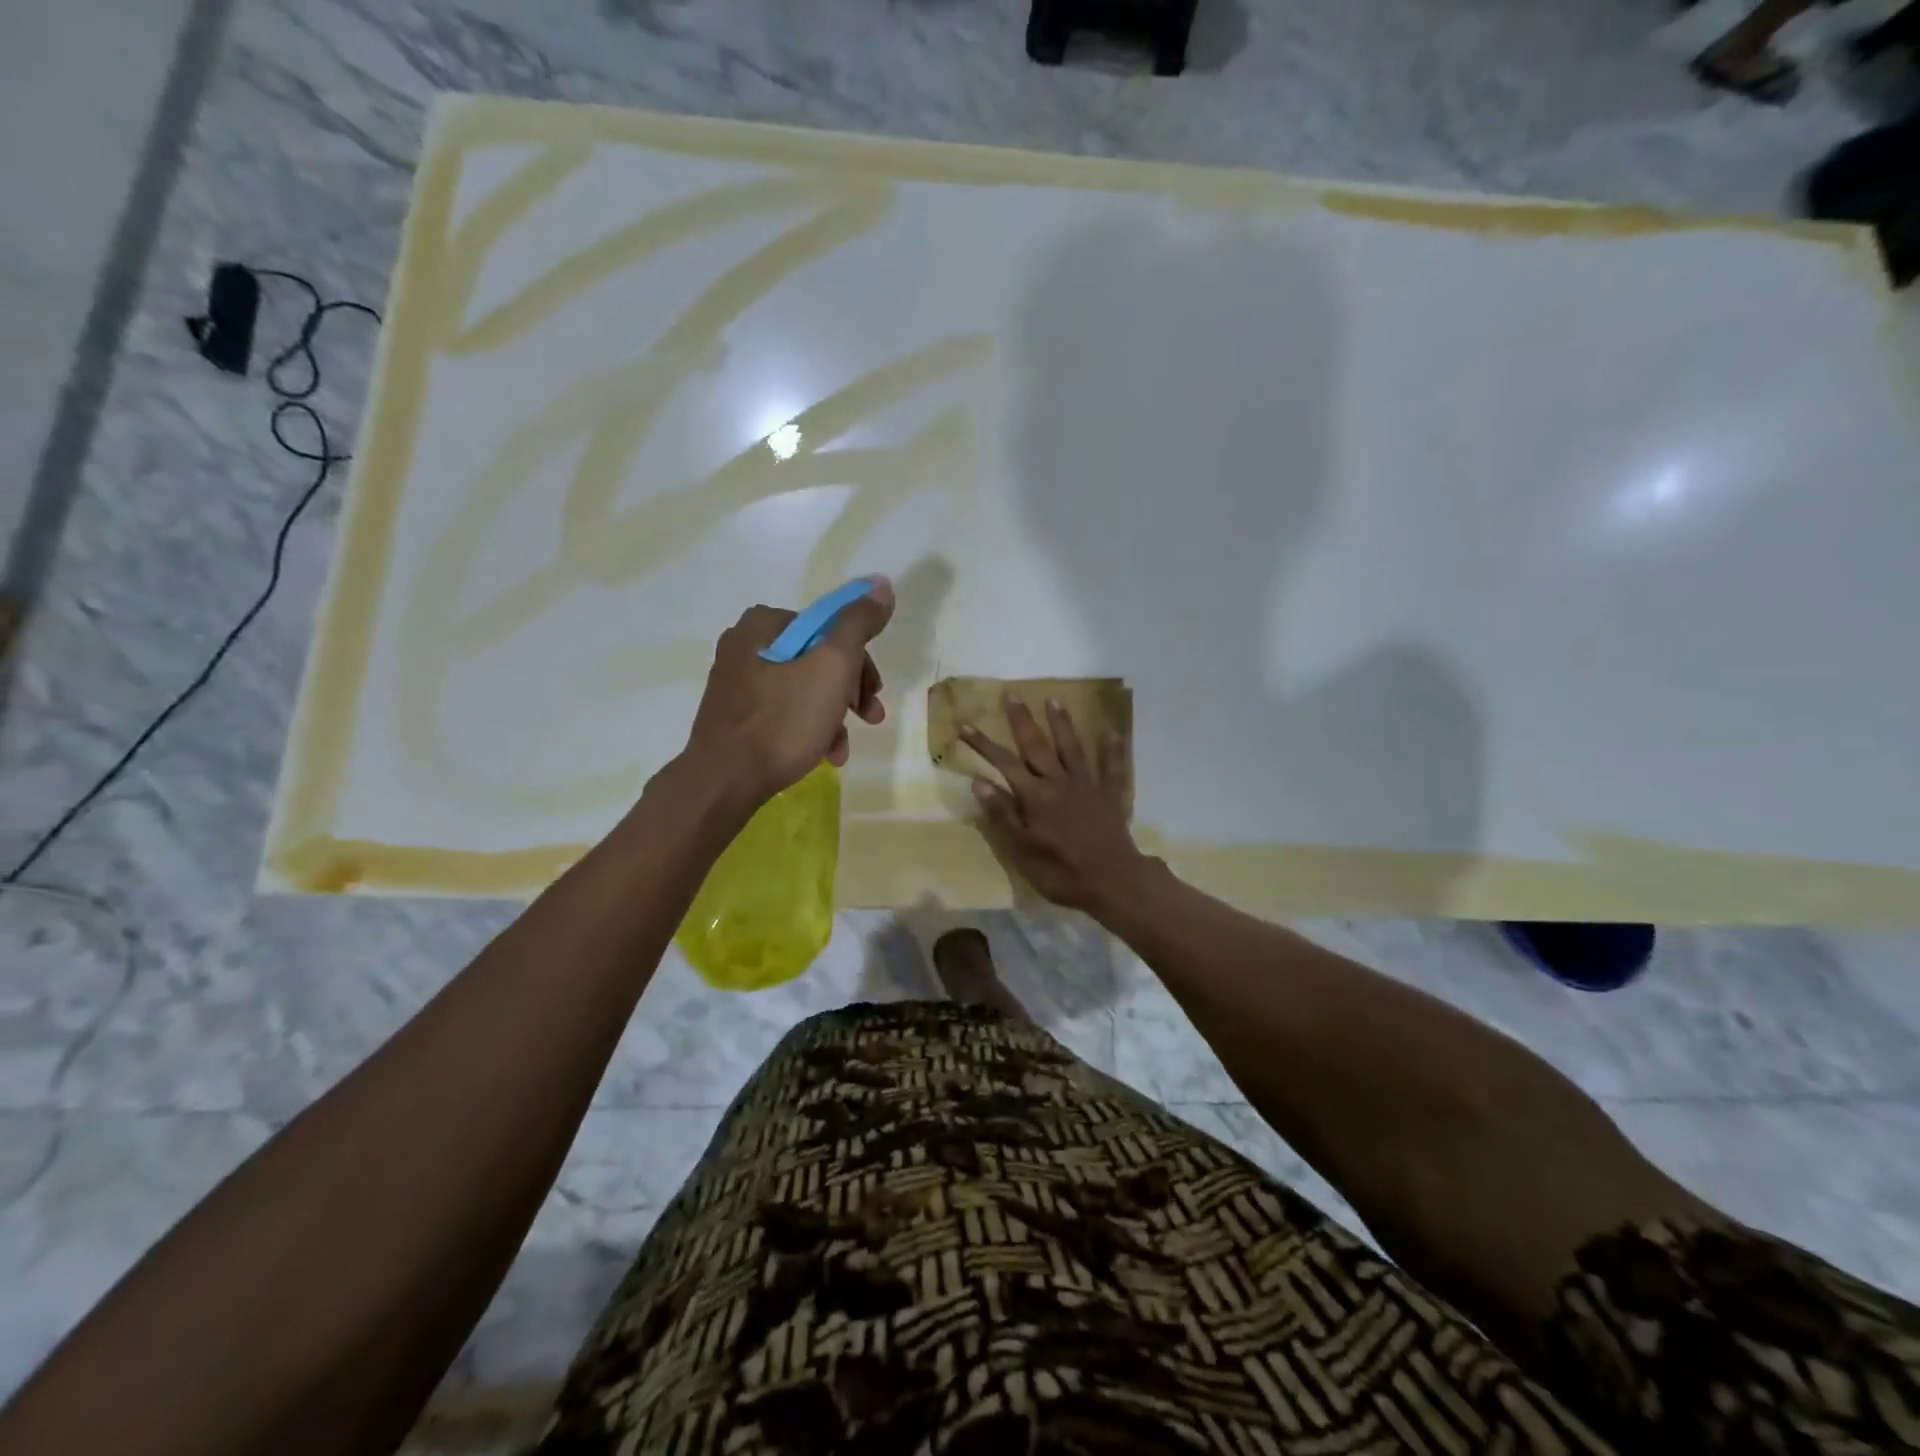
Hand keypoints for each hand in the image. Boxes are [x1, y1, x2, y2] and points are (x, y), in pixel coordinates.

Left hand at [684, 577, 895, 802]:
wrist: (725, 781)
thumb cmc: (782, 720)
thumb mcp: (832, 667)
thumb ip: (858, 624)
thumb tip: (881, 584)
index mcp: (764, 625)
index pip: (829, 629)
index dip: (860, 661)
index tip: (874, 693)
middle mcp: (745, 645)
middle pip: (817, 659)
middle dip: (849, 691)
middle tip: (869, 717)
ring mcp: (737, 683)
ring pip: (803, 689)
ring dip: (833, 716)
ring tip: (841, 748)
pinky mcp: (735, 716)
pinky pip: (783, 712)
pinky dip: (808, 729)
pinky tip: (823, 755)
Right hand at [963, 694, 1152, 914]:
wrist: (1112, 881)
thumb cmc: (1061, 871)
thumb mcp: (1022, 849)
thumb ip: (1002, 814)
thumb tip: (978, 781)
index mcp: (1035, 796)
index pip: (1003, 763)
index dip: (983, 744)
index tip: (964, 725)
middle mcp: (1060, 782)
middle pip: (1037, 746)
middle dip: (1022, 720)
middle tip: (1012, 694)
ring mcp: (1088, 785)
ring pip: (1072, 748)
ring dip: (1062, 723)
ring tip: (1054, 700)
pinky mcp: (1111, 795)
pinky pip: (1112, 767)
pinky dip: (1111, 750)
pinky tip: (1111, 733)